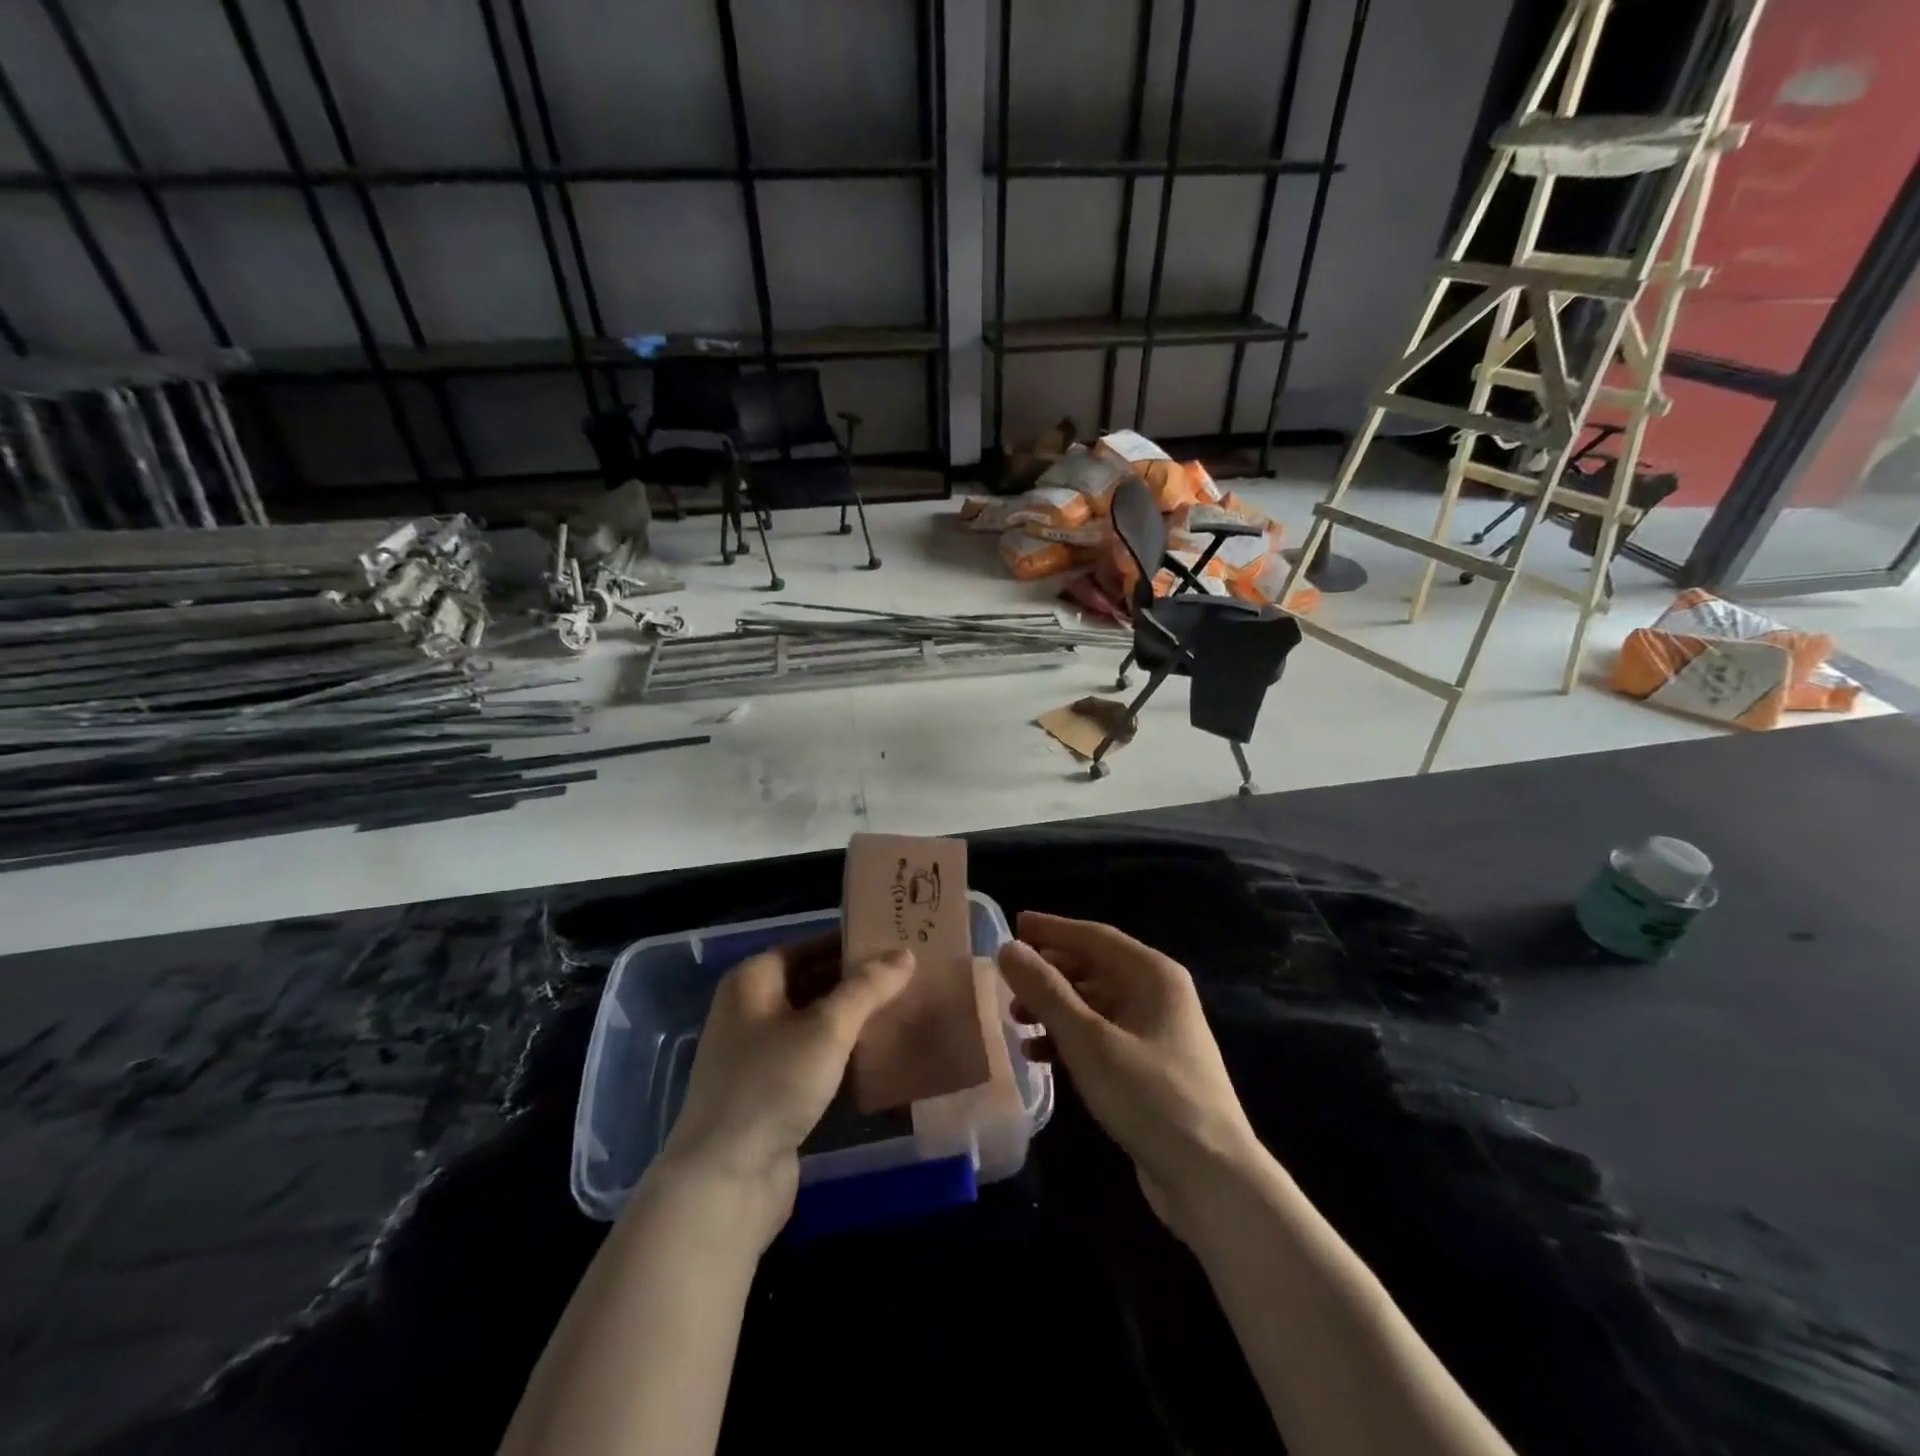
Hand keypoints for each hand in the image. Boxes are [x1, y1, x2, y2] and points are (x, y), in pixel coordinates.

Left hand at [654, 936, 912, 1247]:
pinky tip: (884, 1058)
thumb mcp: (826, 1028)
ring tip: (905, 1010)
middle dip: (858, 983)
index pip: (809, 946)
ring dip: (855, 1021)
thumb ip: (868, 988)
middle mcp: (751, 1011)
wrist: (725, 1182)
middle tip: (910, 976)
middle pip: (813, 984)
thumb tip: (905, 953)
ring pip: (817, 1025)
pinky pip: (816, 1061)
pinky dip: (845, 1057)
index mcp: (752, 981)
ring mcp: (760, 1055)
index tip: (895, 942)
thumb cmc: (772, 1084)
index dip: (850, 943)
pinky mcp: (773, 1094)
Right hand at [997, 912, 1261, 1231]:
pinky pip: (1101, 1036)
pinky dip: (1070, 1039)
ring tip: (1016, 1020)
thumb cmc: (1150, 1096)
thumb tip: (1008, 948)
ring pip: (1095, 1004)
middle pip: (1094, 968)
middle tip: (1007, 978)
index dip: (1052, 929)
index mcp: (1154, 975)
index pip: (1094, 936)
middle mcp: (1158, 994)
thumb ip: (1046, 992)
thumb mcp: (1089, 1041)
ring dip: (1055, 1008)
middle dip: (1050, 972)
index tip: (1013, 925)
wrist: (1212, 1179)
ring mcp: (1157, 1032)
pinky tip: (1039, 1055)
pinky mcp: (1150, 1068)